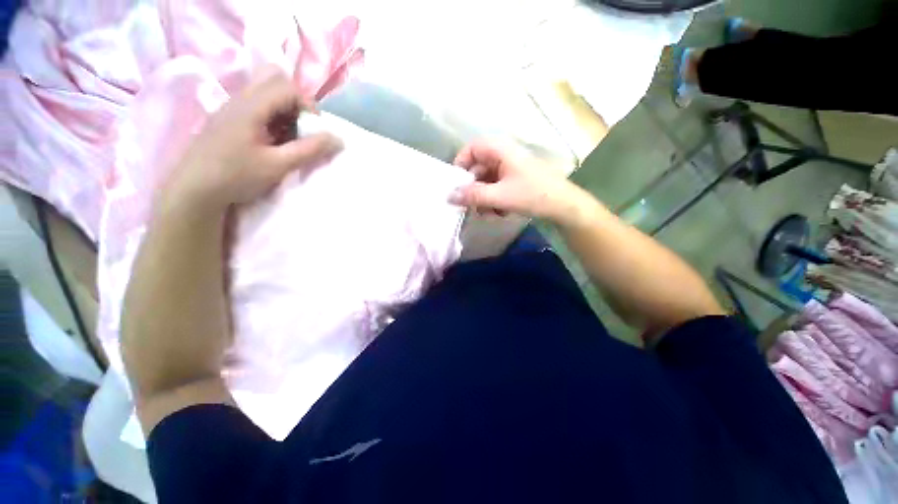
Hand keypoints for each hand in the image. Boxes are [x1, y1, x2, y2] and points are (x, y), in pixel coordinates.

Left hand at [160, 66, 342, 214]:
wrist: (193, 190)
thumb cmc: (236, 176)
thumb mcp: (278, 165)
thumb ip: (310, 150)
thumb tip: (338, 139)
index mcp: (250, 106)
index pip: (287, 86)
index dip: (307, 105)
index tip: (314, 130)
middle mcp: (239, 99)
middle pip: (274, 80)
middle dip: (295, 102)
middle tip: (301, 127)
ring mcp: (231, 108)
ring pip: (264, 92)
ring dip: (283, 110)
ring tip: (288, 137)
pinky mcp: (227, 119)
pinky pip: (255, 105)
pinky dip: (271, 117)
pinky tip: (271, 141)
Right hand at [448, 141, 589, 223]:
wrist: (564, 206)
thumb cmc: (534, 195)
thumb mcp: (500, 196)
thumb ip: (473, 196)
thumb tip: (449, 196)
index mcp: (501, 150)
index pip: (471, 148)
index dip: (460, 164)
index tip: (456, 185)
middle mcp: (504, 156)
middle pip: (477, 168)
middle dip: (473, 189)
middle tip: (470, 207)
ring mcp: (510, 169)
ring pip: (486, 181)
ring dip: (483, 199)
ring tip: (488, 213)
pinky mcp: (514, 181)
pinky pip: (496, 188)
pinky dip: (494, 201)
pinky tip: (500, 213)